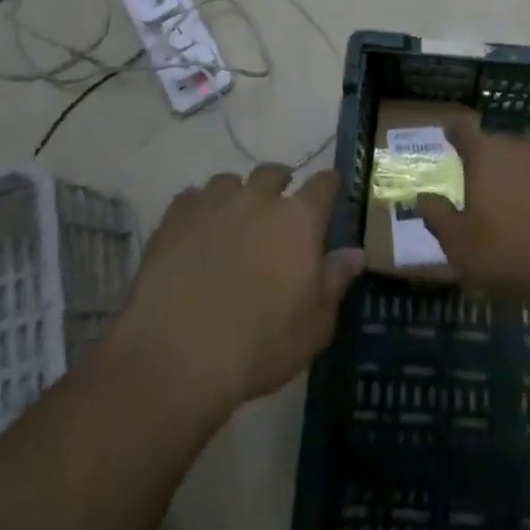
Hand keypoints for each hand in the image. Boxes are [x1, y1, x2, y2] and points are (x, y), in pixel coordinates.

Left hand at [108, 166, 363, 415]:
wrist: (176, 357)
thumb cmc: (257, 347)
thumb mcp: (313, 328)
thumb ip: (334, 283)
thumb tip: (355, 253)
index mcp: (299, 220)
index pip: (324, 184)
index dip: (328, 187)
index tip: (328, 196)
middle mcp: (258, 198)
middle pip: (273, 172)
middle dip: (279, 185)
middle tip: (277, 211)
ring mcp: (213, 203)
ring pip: (230, 181)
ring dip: (236, 196)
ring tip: (232, 221)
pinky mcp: (175, 218)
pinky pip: (190, 198)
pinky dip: (197, 211)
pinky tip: (194, 235)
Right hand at [414, 117, 529, 310]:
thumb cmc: (510, 252)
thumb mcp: (460, 245)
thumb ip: (437, 217)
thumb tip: (422, 198)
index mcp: (485, 154)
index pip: (463, 129)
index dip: (454, 131)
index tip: (449, 134)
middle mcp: (519, 145)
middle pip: (497, 144)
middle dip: (488, 160)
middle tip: (482, 185)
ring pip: (528, 159)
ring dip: (520, 174)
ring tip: (517, 203)